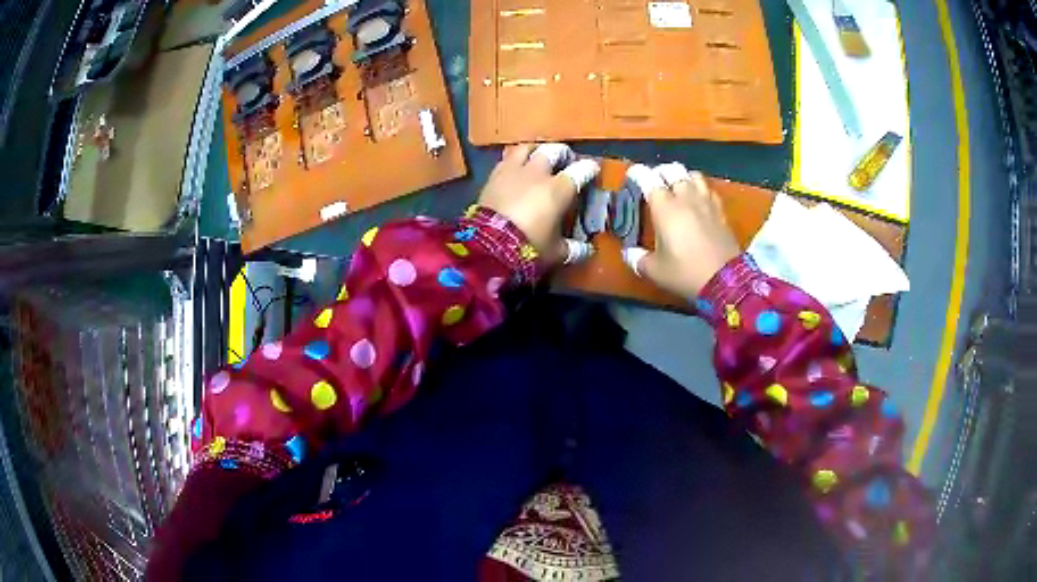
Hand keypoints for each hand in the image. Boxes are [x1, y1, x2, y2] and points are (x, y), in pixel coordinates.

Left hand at [478, 143, 598, 264]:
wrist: (488, 245)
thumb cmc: (529, 247)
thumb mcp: (556, 252)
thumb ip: (573, 249)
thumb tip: (588, 251)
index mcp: (559, 189)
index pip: (580, 170)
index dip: (589, 168)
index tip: (593, 169)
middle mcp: (538, 173)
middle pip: (552, 150)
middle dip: (561, 152)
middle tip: (565, 159)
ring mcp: (513, 171)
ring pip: (526, 148)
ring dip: (535, 149)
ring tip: (538, 155)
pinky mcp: (493, 176)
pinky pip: (506, 159)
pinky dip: (514, 160)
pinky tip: (515, 167)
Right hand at [623, 163, 739, 296]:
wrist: (725, 281)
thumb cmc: (685, 272)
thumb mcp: (655, 271)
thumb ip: (638, 259)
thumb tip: (628, 254)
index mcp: (664, 207)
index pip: (648, 178)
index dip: (637, 173)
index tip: (632, 175)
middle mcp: (685, 198)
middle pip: (672, 170)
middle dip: (661, 172)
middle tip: (655, 182)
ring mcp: (706, 202)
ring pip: (693, 175)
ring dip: (683, 177)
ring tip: (678, 187)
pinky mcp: (721, 211)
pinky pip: (709, 190)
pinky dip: (701, 189)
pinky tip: (698, 200)